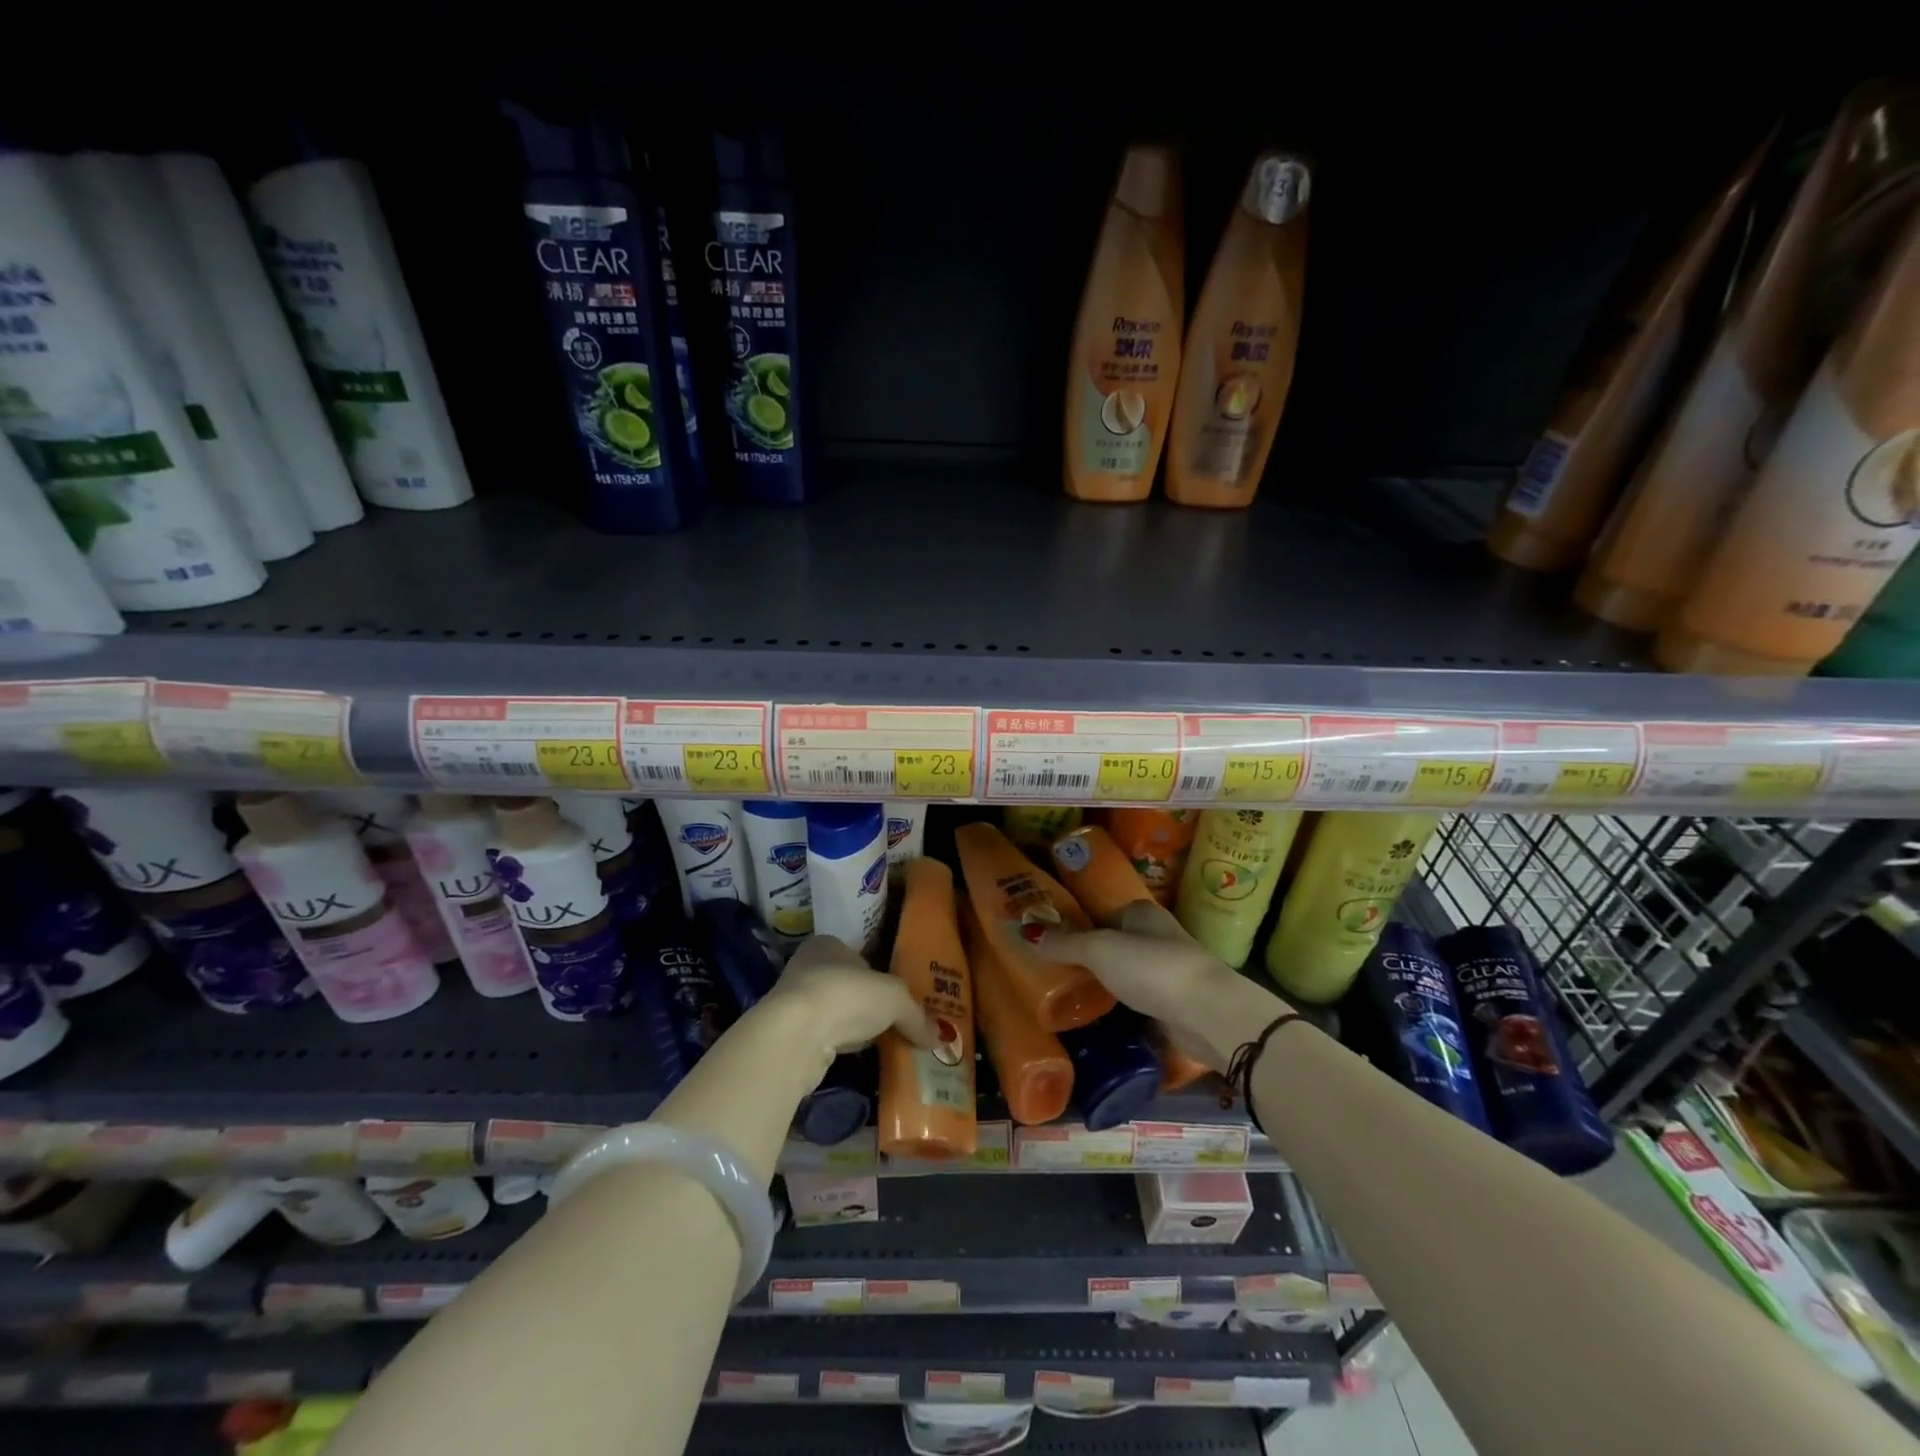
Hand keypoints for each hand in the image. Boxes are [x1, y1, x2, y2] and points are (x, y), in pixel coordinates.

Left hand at [760, 935, 936, 1063]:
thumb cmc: (847, 995)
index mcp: (828, 945)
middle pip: (846, 985)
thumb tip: (941, 1038)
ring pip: (833, 1013)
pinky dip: (837, 1046)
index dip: (877, 975)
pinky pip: (822, 1038)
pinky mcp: (789, 1035)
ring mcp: (794, 1002)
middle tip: (892, 1022)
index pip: (858, 956)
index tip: (895, 997)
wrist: (795, 1035)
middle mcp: (806, 967)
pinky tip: (852, 1056)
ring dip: (850, 1027)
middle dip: (866, 1004)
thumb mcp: (894, 998)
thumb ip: (917, 1015)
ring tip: (876, 1043)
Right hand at [1037, 901, 1288, 1070]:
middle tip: (1053, 968)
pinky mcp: (1175, 1002)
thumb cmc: (1152, 968)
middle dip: (1090, 953)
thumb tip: (1024, 931)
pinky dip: (1123, 1003)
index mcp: (1141, 912)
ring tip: (1070, 991)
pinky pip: (1139, 997)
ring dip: (1107, 980)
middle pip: (1115, 941)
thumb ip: (1064, 943)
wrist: (1209, 1014)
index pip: (1102, 911)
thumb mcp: (1099, 950)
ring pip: (1127, 971)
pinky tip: (1102, 1013)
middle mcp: (1156, 935)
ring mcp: (1168, 969)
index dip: (1077, 922)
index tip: (1050, 938)